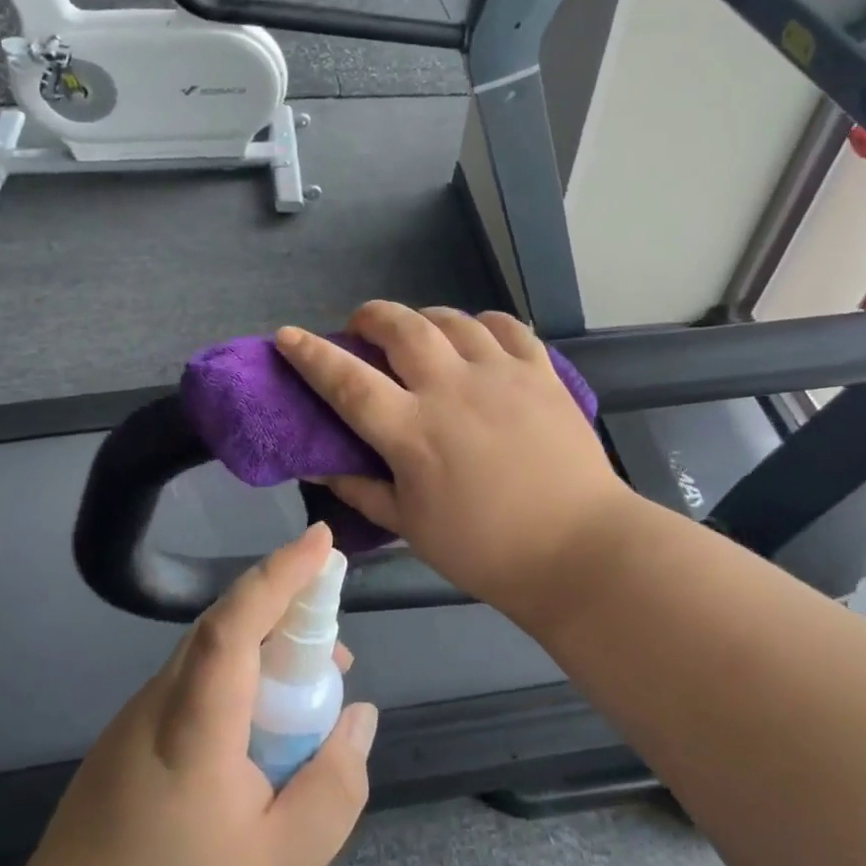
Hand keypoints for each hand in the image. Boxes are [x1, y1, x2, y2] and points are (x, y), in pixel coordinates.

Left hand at [16, 526, 377, 865]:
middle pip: (227, 626)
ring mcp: (139, 717)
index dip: (280, 574)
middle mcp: (160, 702)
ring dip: (268, 649)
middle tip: (338, 646)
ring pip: (213, 652)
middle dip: (288, 609)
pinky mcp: (132, 737)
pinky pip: (198, 680)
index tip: (323, 540)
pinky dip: (242, 678)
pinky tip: (265, 727)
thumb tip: (358, 714)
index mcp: (192, 727)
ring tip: (314, 689)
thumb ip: (332, 788)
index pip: (234, 623)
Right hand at [274, 303, 627, 613]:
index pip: (347, 381)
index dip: (311, 354)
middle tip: (363, 327)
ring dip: (424, 317)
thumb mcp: (411, 526)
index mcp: (413, 432)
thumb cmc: (485, 549)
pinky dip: (482, 323)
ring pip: (452, 320)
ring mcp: (500, 374)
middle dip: (371, 317)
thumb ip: (361, 488)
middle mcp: (451, 389)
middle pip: (401, 328)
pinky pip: (506, 326)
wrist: (578, 549)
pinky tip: (476, 336)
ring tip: (419, 332)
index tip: (287, 335)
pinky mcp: (540, 372)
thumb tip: (318, 464)